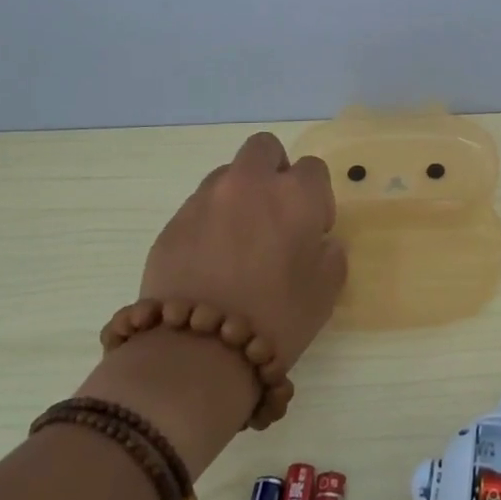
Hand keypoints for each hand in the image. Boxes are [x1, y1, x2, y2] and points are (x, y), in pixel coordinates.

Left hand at [135, 131, 345, 369]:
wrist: (197, 352)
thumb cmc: (277, 318)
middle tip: (274, 214)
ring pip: (227, 176)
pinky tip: (209, 263)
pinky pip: (198, 208)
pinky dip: (209, 224)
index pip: (313, 168)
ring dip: (238, 196)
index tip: (312, 229)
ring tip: (237, 242)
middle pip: (263, 148)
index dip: (316, 196)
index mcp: (295, 194)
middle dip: (273, 170)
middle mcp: (249, 184)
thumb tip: (316, 240)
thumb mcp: (327, 288)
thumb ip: (328, 251)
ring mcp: (205, 200)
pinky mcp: (172, 224)